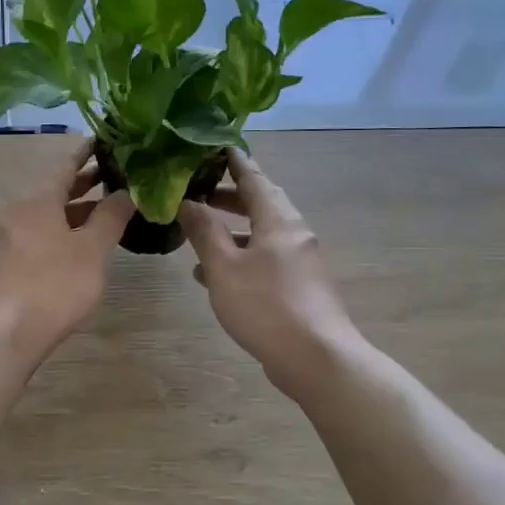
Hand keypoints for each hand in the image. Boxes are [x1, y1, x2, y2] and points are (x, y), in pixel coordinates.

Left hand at [0, 139, 135, 361]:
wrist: (6, 332)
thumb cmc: (55, 285)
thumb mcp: (92, 249)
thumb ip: (111, 217)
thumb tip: (128, 192)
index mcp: (37, 200)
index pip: (65, 165)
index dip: (86, 153)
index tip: (105, 142)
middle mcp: (17, 211)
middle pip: (54, 190)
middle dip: (84, 183)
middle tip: (114, 176)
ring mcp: (7, 238)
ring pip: (46, 215)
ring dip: (74, 212)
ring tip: (105, 213)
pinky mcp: (5, 264)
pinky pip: (37, 235)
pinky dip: (60, 231)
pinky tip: (79, 246)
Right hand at [181, 150, 359, 398]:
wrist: (316, 358)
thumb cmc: (266, 306)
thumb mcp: (225, 267)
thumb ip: (204, 232)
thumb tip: (187, 201)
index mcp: (278, 221)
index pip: (254, 178)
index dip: (234, 161)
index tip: (216, 146)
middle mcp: (294, 234)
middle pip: (261, 204)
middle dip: (230, 196)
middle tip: (200, 191)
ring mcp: (300, 262)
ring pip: (262, 234)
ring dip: (232, 230)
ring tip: (199, 233)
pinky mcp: (299, 288)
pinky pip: (266, 260)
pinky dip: (241, 257)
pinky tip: (214, 276)